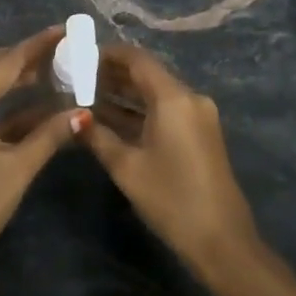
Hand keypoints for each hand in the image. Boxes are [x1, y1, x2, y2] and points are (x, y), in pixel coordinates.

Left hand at [0, 27, 90, 290]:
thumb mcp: (17, 169)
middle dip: (22, 57)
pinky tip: (31, 109)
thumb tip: (84, 113)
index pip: (5, 63)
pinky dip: (0, 101)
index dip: (36, 46)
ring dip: (11, 77)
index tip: (64, 30)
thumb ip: (50, 135)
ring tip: (50, 73)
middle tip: (59, 53)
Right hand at [79, 44, 260, 280]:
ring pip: (155, 94)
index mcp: (174, 98)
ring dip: (124, 94)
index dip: (106, 55)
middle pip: (146, 74)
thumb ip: (97, 136)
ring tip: (85, 96)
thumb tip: (74, 117)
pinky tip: (110, 119)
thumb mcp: (126, 167)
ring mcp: (198, 116)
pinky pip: (165, 111)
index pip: (137, 59)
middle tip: (75, 78)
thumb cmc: (171, 198)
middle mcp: (189, 98)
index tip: (77, 57)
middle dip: (111, 75)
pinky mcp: (199, 134)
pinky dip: (139, 111)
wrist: (221, 240)